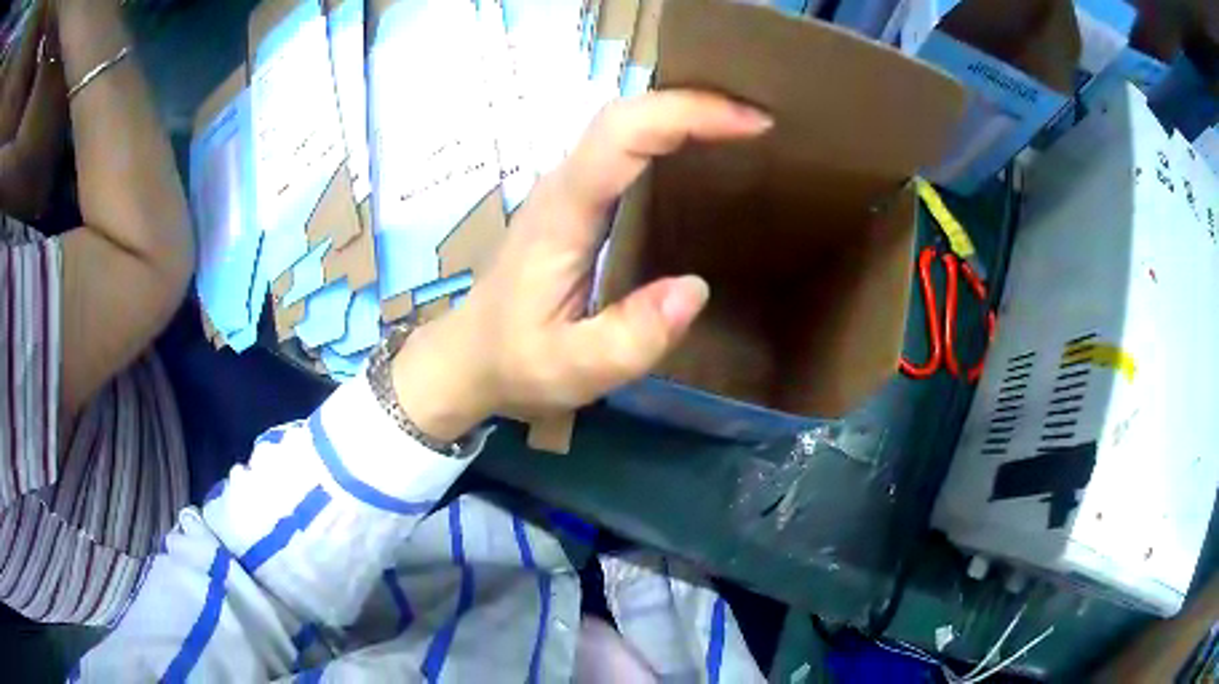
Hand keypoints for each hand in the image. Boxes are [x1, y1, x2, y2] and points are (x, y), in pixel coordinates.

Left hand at [392, 90, 772, 439]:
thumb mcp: (573, 369)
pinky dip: (667, 136)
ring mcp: (565, 189)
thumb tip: (696, 289)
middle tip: (759, 123)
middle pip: (625, 115)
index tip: (751, 124)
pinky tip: (700, 153)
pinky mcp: (573, 201)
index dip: (687, 115)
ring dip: (683, 114)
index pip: (623, 135)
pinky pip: (622, 148)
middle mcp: (563, 186)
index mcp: (564, 214)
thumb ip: (631, 337)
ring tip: (742, 129)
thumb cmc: (514, 363)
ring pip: (623, 124)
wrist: (466, 359)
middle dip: (695, 105)